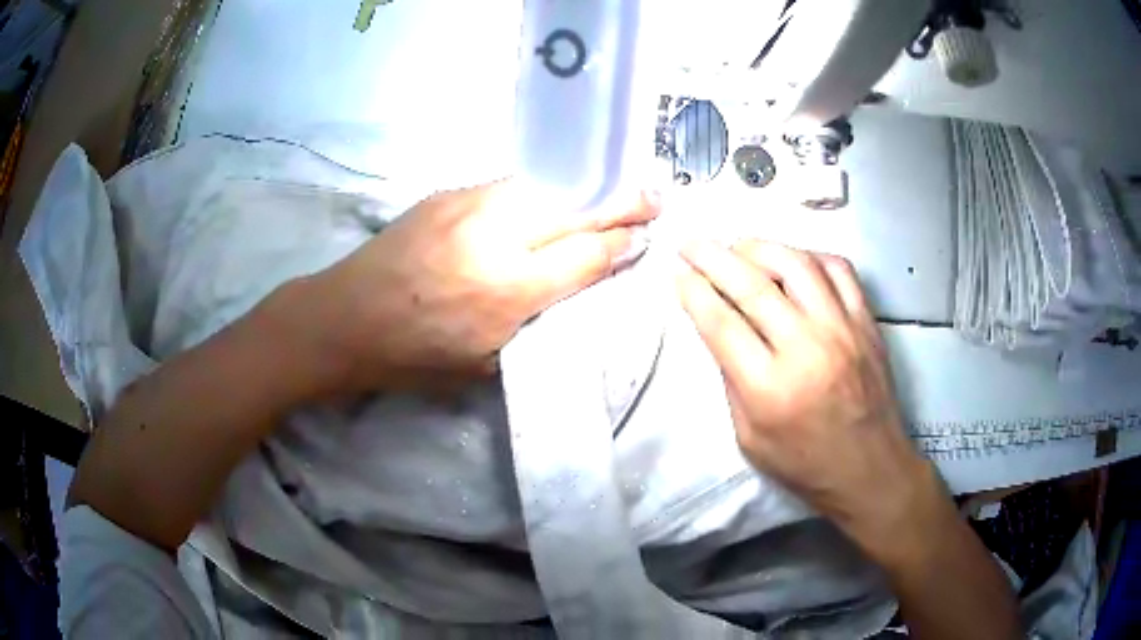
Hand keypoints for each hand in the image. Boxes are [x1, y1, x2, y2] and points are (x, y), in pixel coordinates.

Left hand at [294, 182, 658, 392]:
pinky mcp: (449, 193)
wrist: (346, 318)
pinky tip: (556, 195)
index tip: (645, 237)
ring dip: (587, 188)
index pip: (587, 254)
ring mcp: (470, 205)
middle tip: (654, 196)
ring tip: (616, 188)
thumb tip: (581, 282)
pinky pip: (512, 185)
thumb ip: (540, 319)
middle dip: (621, 202)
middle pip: (576, 209)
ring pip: (547, 186)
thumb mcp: (487, 360)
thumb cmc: (415, 356)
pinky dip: (544, 190)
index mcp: (508, 289)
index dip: (621, 244)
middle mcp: (496, 236)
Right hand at [676, 240, 938, 561]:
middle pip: (751, 284)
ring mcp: (842, 330)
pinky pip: (838, 269)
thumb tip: (718, 328)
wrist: (870, 471)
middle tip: (691, 244)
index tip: (676, 272)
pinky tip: (793, 261)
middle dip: (712, 256)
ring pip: (796, 264)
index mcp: (770, 388)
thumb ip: (732, 381)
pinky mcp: (867, 323)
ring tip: (738, 247)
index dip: (693, 291)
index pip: (721, 322)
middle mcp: (807, 349)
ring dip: (759, 247)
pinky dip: (810, 255)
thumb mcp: (749, 438)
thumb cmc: (804, 465)